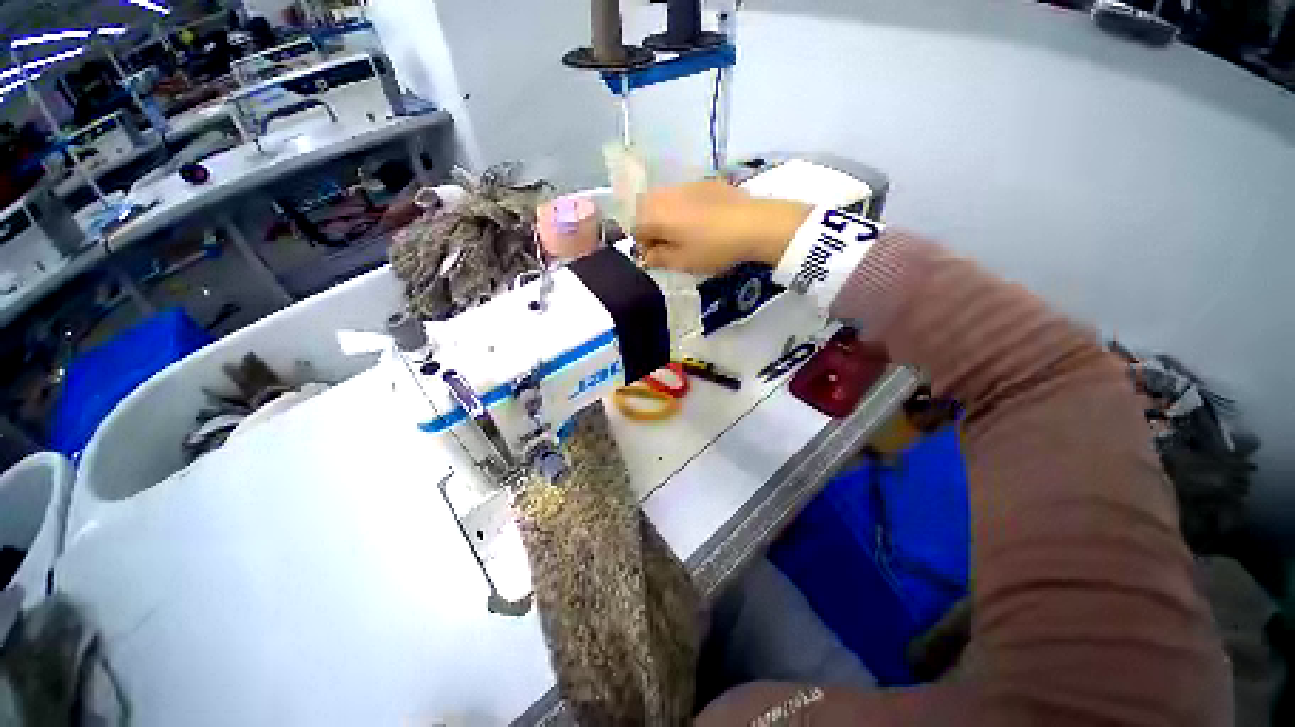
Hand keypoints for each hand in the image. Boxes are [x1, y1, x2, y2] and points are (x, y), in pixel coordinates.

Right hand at [633, 180, 810, 273]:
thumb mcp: (682, 262)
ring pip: (664, 200)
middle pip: (646, 209)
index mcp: (655, 214)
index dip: (643, 246)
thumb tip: (646, 256)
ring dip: (667, 216)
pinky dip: (684, 207)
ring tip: (686, 234)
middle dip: (652, 228)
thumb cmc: (713, 247)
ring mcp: (685, 184)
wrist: (753, 224)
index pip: (635, 228)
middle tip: (670, 246)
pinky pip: (683, 195)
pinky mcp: (705, 182)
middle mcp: (665, 193)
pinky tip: (702, 221)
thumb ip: (658, 259)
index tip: (658, 258)